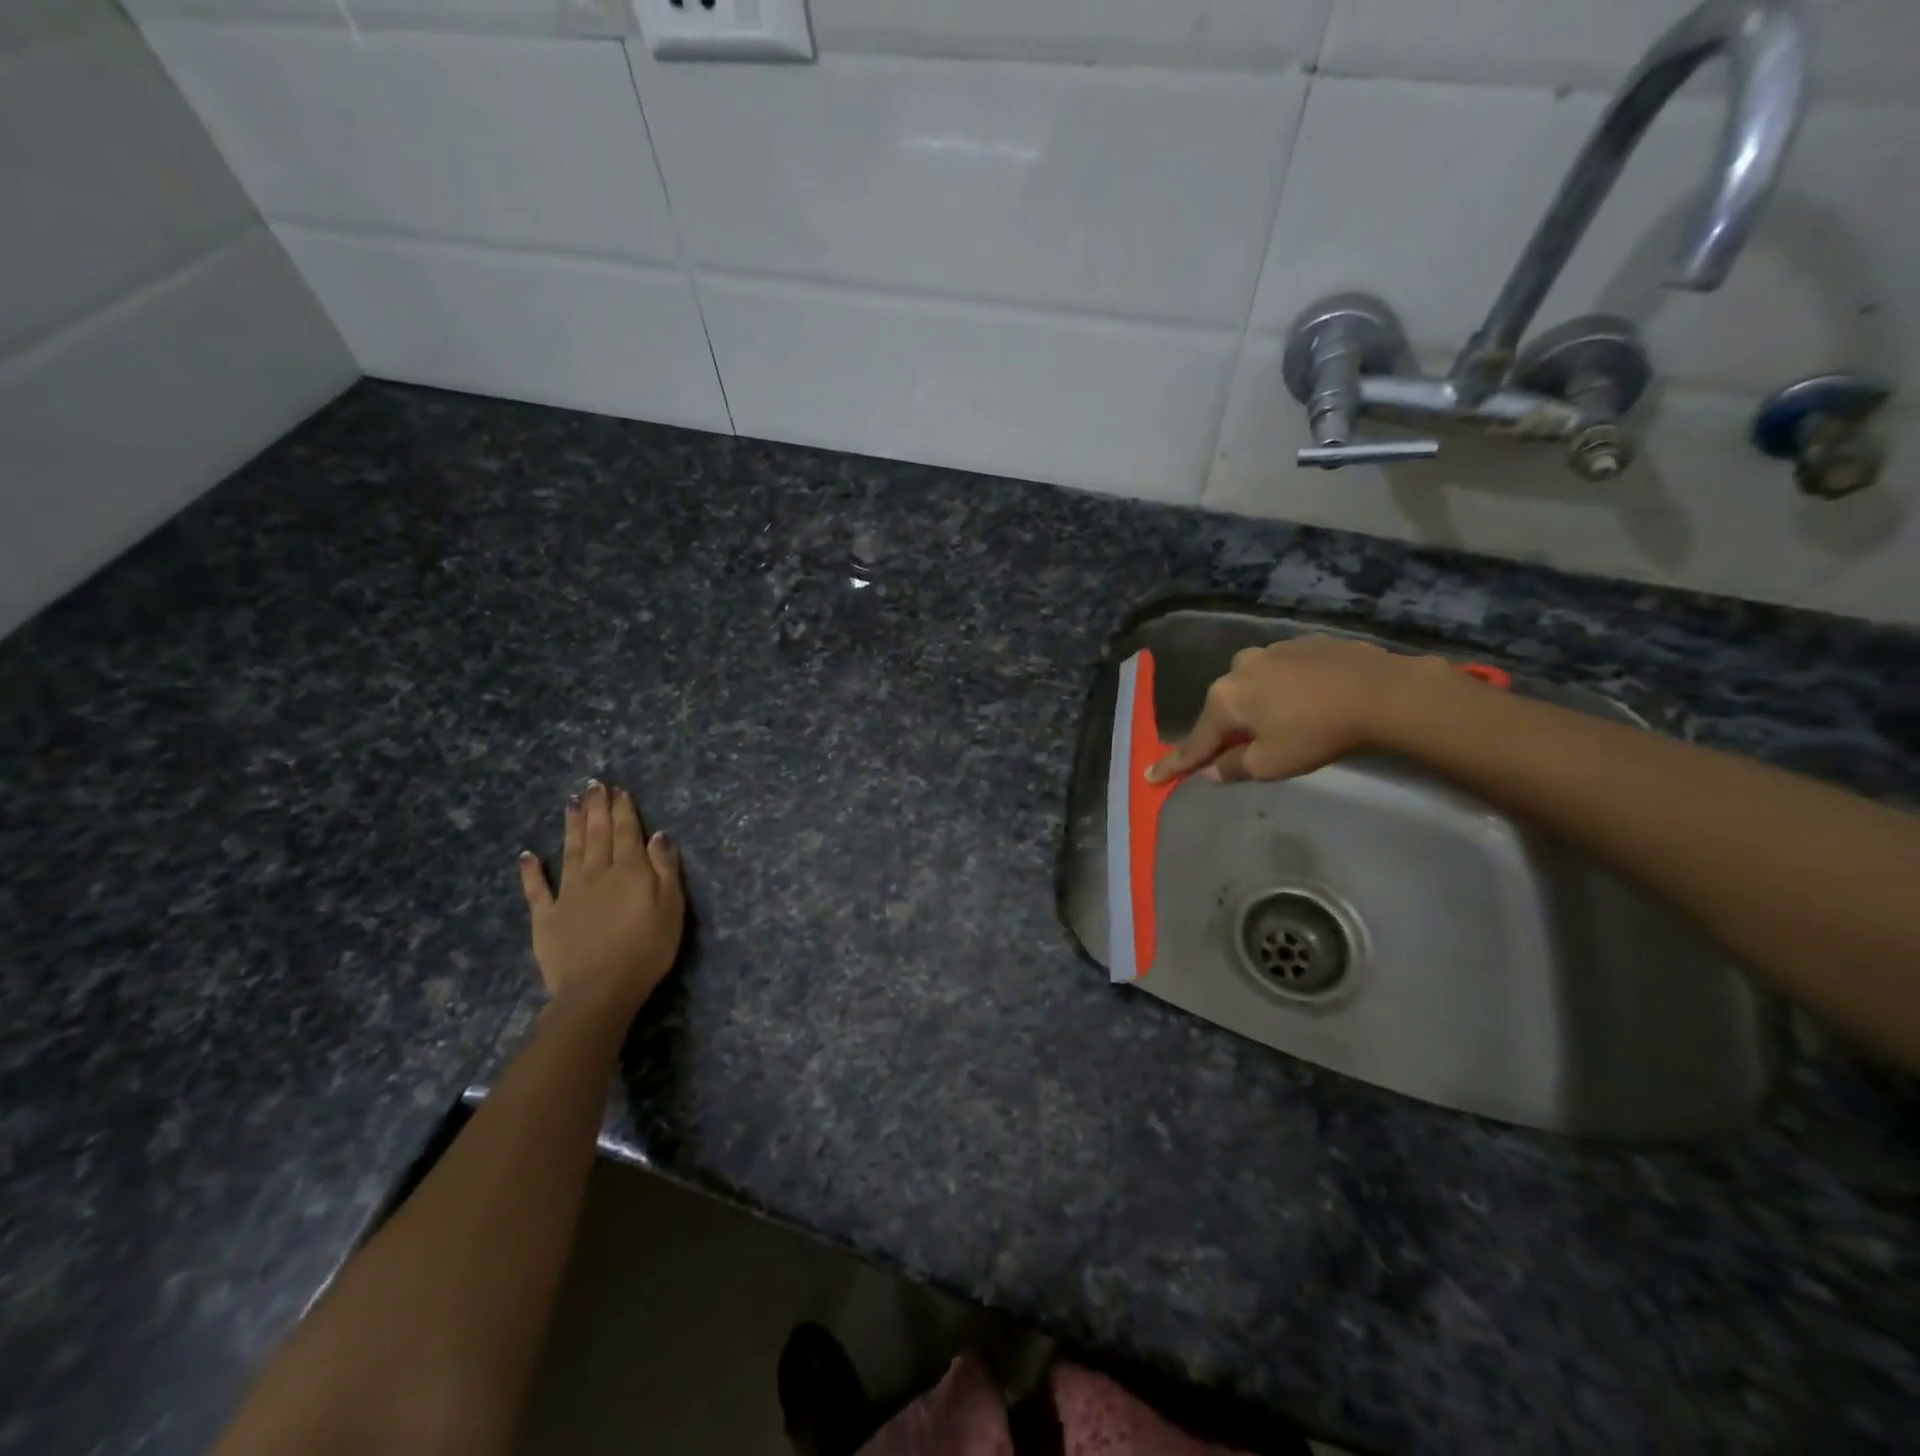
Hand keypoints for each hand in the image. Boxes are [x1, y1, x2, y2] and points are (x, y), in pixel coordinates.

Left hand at [518, 780, 684, 1018]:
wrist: (599, 990)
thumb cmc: (646, 949)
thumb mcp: (671, 908)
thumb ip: (664, 869)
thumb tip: (658, 834)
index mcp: (629, 871)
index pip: (627, 832)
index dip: (622, 809)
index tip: (618, 789)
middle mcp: (597, 874)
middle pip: (597, 835)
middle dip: (596, 808)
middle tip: (593, 784)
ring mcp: (568, 894)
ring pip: (570, 851)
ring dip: (571, 826)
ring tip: (570, 803)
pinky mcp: (546, 917)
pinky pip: (537, 889)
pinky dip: (531, 871)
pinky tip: (528, 854)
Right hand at [1148, 635, 1449, 783]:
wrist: (1381, 691)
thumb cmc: (1316, 733)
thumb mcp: (1271, 764)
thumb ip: (1233, 768)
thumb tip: (1212, 769)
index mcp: (1224, 699)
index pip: (1194, 741)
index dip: (1174, 764)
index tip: (1150, 776)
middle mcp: (1238, 668)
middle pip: (1224, 710)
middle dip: (1227, 731)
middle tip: (1238, 753)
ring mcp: (1271, 650)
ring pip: (1253, 687)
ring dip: (1258, 707)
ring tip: (1285, 725)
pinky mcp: (1303, 644)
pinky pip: (1282, 673)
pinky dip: (1286, 690)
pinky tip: (1309, 702)